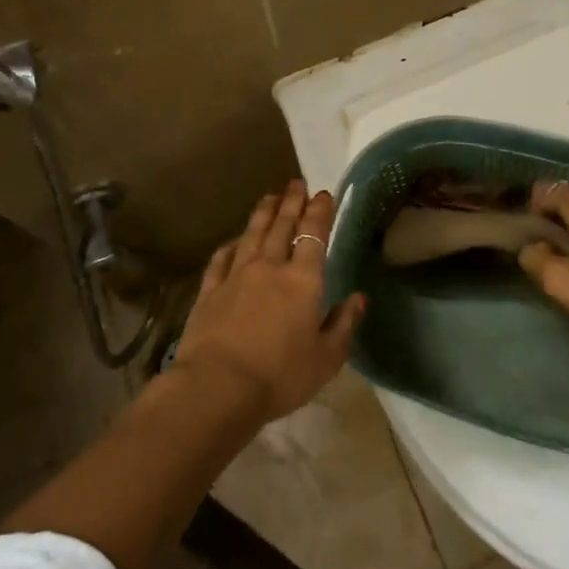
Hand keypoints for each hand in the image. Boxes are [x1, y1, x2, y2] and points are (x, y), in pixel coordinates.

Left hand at [174, 181, 366, 421]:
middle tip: (296, 183)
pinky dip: (231, 245)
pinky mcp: (210, 290)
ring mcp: (236, 276)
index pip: (314, 236)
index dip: (320, 212)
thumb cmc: (280, 376)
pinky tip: (234, 240)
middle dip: (292, 203)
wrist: (218, 386)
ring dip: (263, 213)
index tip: (323, 194)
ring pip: (252, 235)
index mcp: (303, 281)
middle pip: (282, 227)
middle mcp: (269, 268)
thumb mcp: (326, 358)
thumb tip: (358, 298)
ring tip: (270, 196)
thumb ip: (344, 324)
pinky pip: (221, 259)